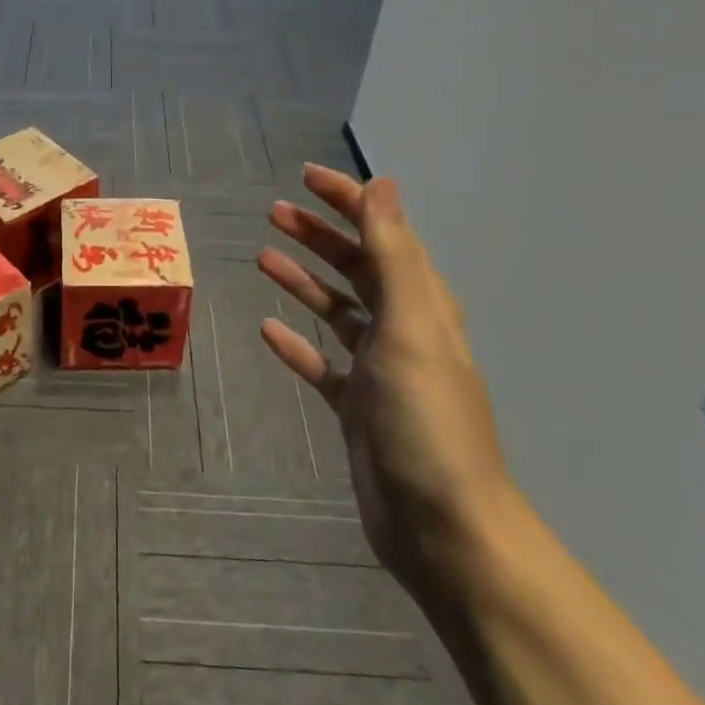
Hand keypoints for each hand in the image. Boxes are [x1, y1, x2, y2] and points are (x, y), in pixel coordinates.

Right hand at [258, 166, 516, 600]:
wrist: (441, 526)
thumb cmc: (426, 419)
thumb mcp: (412, 326)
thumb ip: (394, 255)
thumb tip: (383, 185)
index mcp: (421, 305)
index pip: (382, 235)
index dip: (348, 201)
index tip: (306, 177)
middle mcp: (402, 329)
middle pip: (356, 267)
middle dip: (320, 235)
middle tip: (274, 211)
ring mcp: (379, 370)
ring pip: (336, 310)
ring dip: (304, 280)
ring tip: (263, 255)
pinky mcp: (357, 407)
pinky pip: (321, 363)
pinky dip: (297, 343)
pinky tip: (267, 330)